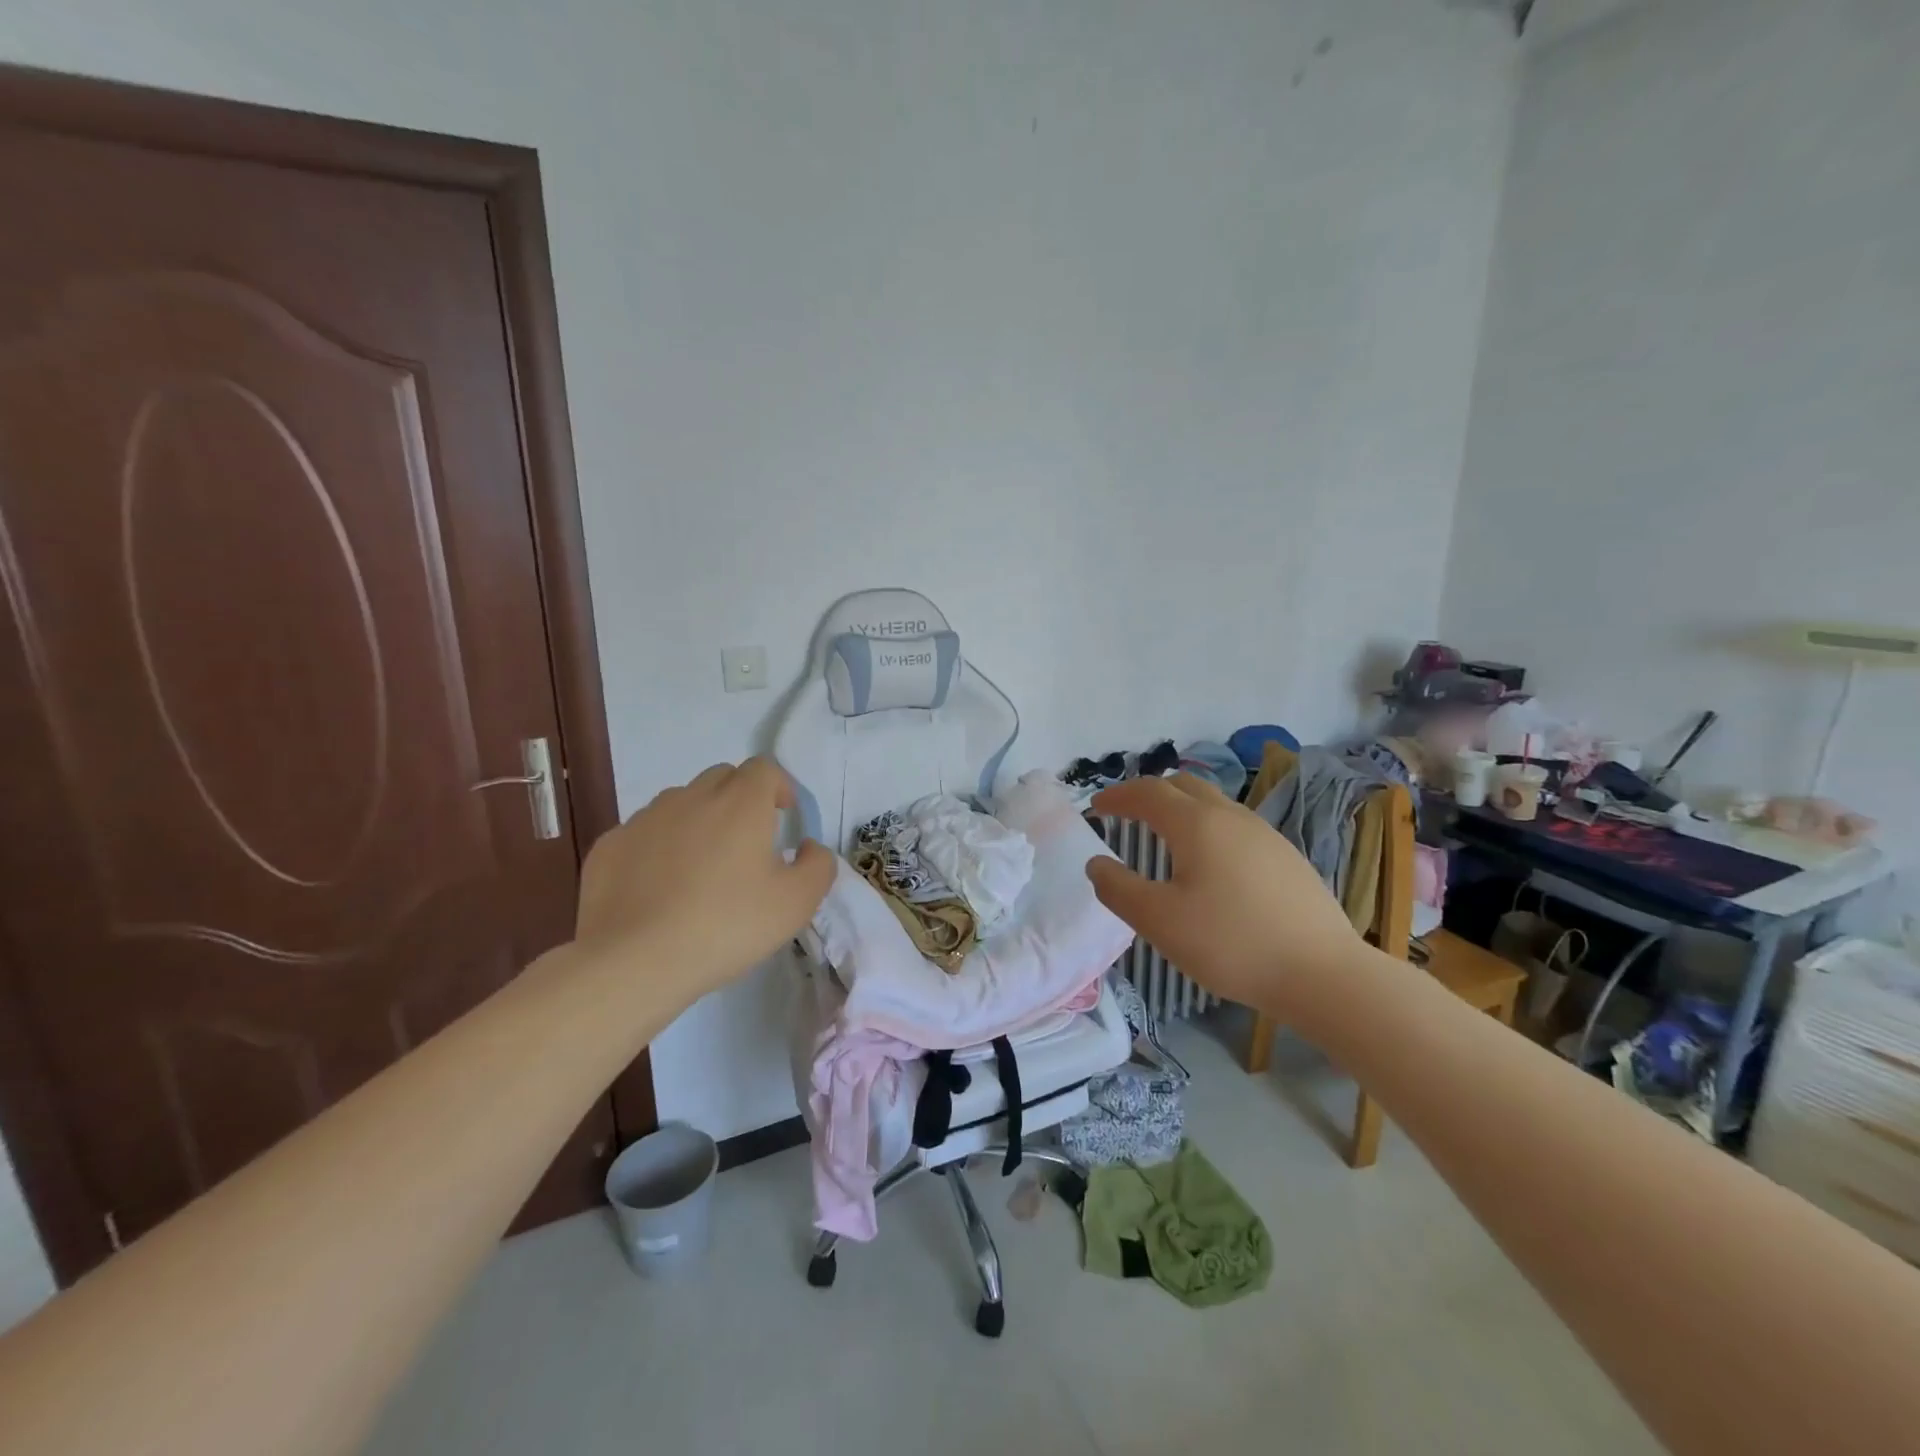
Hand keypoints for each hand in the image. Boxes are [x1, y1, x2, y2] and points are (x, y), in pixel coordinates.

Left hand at [573, 758, 834, 1001]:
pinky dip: (659, 847)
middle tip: (746, 842)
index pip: (764, 768)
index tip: (783, 817)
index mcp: (740, 803)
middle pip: (721, 778)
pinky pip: (644, 833)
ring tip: (700, 867)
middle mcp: (691, 797)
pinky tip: (659, 888)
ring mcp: (645, 819)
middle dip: (739, 798)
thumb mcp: (796, 903)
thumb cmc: (726, 925)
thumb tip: (807, 846)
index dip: (778, 786)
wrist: (634, 962)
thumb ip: (817, 865)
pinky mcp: (610, 846)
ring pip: (680, 802)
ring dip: (698, 820)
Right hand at [1086, 774, 1360, 1017]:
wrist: (1323, 973)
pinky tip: (1210, 863)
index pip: (1148, 792)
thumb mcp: (1159, 921)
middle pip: (1183, 785)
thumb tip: (1096, 864)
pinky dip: (1208, 827)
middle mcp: (1231, 816)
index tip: (1095, 808)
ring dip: (1181, 808)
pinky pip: (1235, 825)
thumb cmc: (1231, 943)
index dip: (1117, 796)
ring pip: (1214, 803)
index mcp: (1196, 824)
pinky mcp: (1286, 856)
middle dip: (1149, 793)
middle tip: (1126, 814)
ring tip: (1164, 836)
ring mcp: (1265, 834)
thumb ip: (1118, 889)